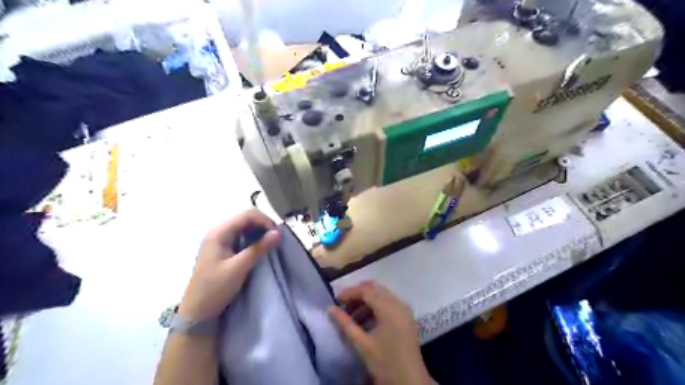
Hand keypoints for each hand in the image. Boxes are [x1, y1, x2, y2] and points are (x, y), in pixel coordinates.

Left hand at [180, 209, 282, 319]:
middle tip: (276, 240)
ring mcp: (220, 241)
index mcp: (219, 233)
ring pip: (245, 228)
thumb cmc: (215, 289)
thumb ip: (258, 248)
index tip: (277, 235)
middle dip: (263, 226)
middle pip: (246, 219)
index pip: (247, 215)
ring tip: (270, 245)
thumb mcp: (239, 268)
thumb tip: (278, 233)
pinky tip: (260, 249)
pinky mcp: (223, 250)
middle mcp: (218, 232)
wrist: (196, 313)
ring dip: (260, 233)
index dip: (265, 221)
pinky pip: (242, 237)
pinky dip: (254, 240)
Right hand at [327, 280, 432, 382]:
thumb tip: (330, 308)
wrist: (410, 382)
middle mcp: (398, 303)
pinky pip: (389, 302)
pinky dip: (376, 307)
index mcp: (389, 308)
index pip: (366, 291)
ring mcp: (404, 309)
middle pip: (375, 289)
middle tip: (343, 305)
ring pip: (382, 295)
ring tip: (351, 316)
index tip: (336, 301)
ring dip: (366, 301)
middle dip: (357, 294)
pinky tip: (365, 320)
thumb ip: (345, 323)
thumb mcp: (362, 343)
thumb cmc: (385, 362)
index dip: (349, 293)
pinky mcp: (406, 316)